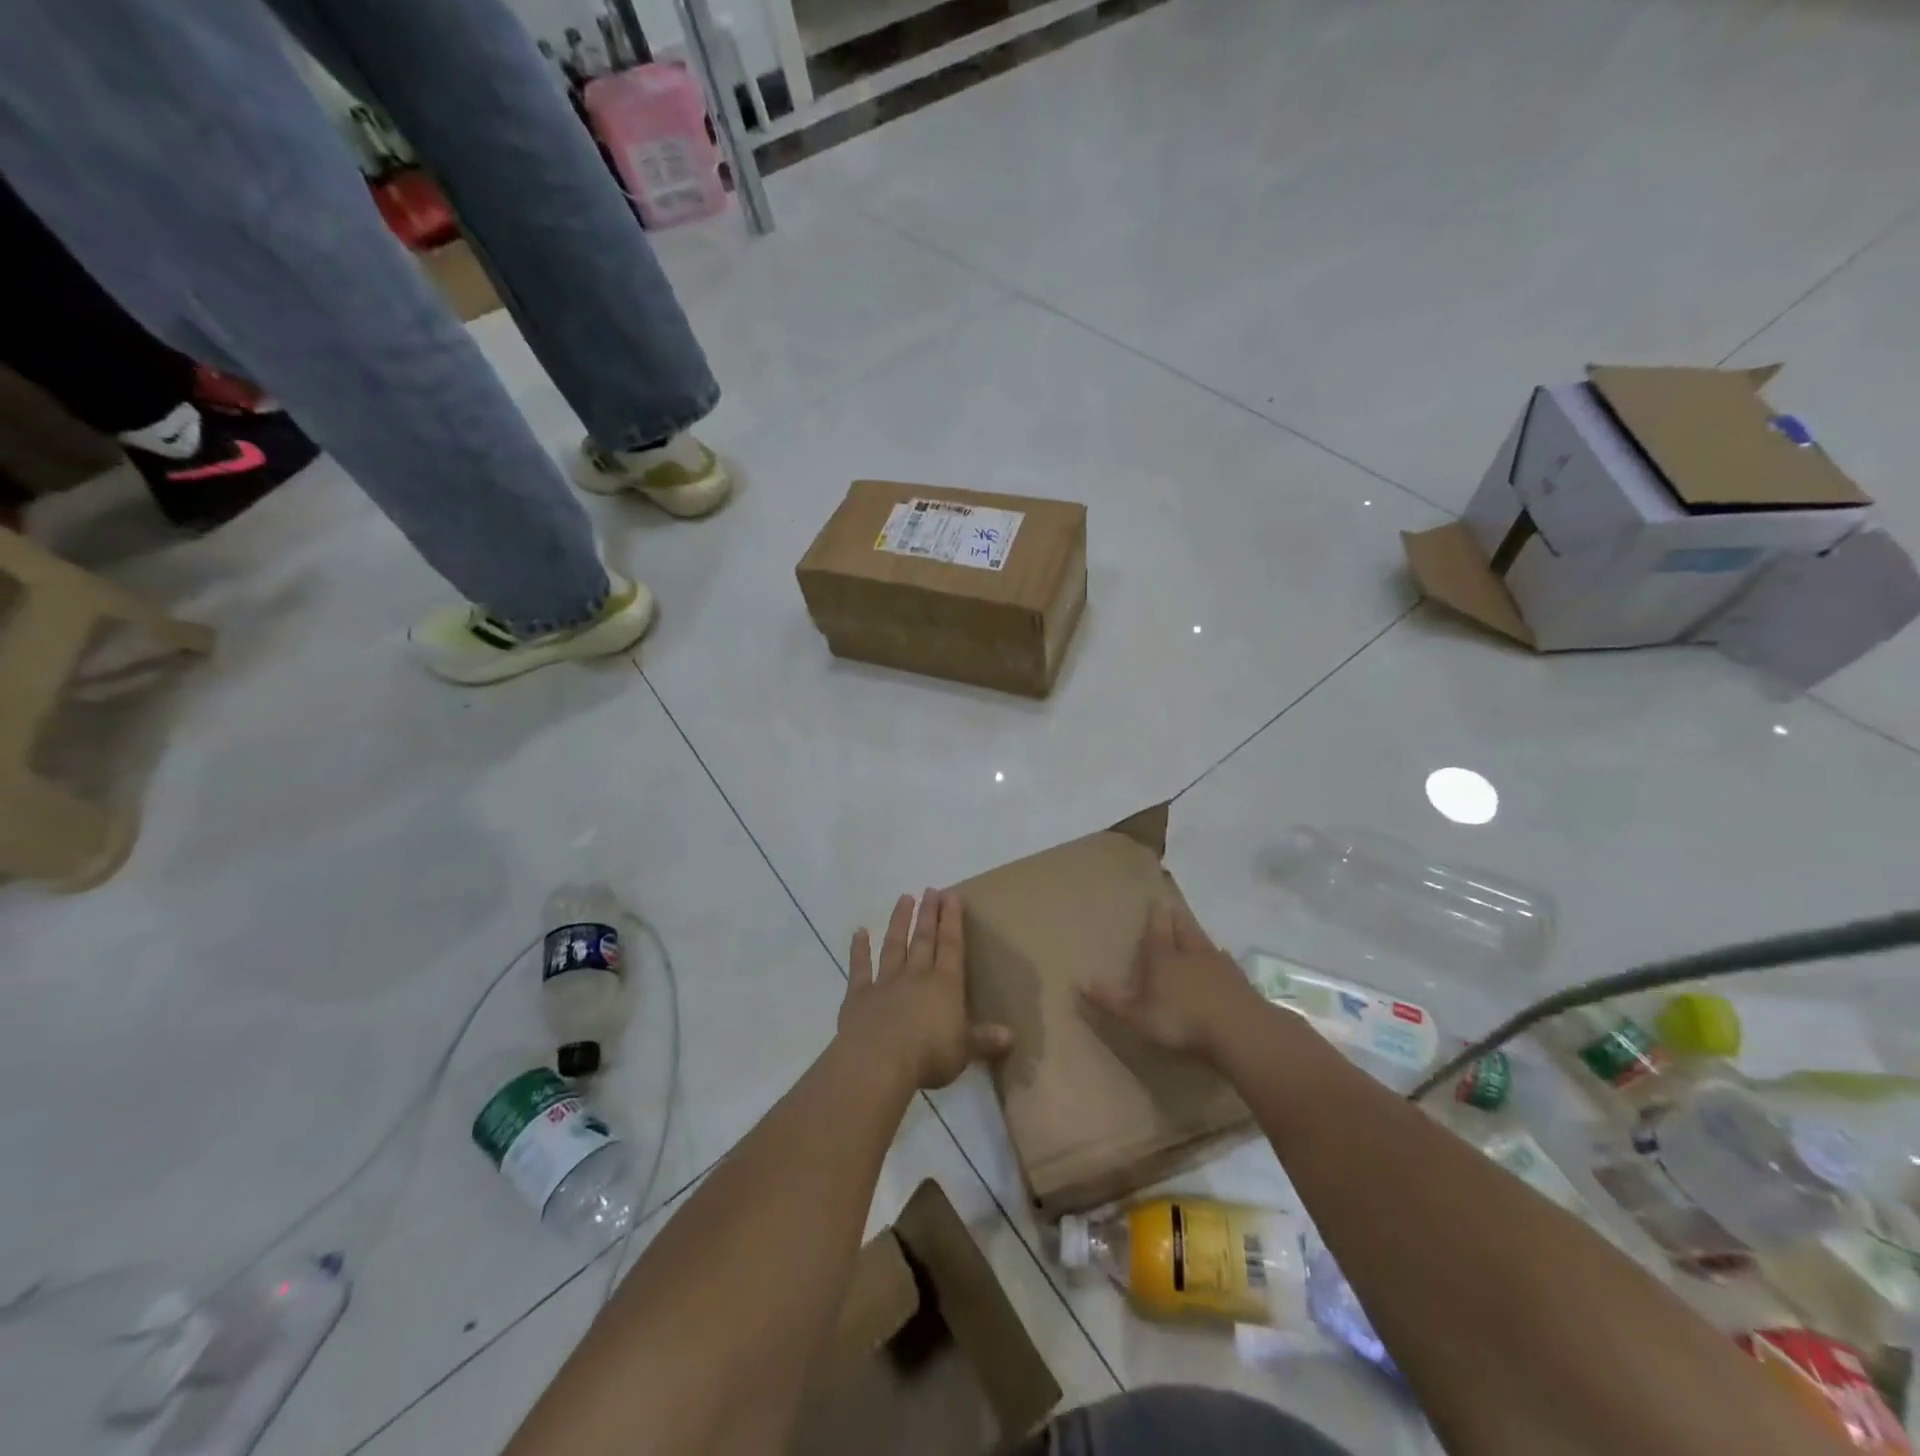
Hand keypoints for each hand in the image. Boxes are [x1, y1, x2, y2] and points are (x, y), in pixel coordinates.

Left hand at [839, 889, 1012, 1091]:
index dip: (952, 920)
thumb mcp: (964, 1052)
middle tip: (931, 889)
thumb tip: (1011, 1036)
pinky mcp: (859, 996)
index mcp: (945, 985)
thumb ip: (985, 1040)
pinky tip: (859, 932)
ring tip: (904, 898)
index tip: (951, 895)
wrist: (878, 1062)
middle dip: (929, 913)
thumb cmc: (928, 1057)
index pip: (951, 946)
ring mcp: (885, 982)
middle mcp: (916, 976)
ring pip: (894, 945)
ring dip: (899, 922)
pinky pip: (860, 968)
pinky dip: (859, 949)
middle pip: (924, 938)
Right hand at [1080, 900, 1263, 1063]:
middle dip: (1176, 918)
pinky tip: (1220, 961)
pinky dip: (1219, 958)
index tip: (1155, 900)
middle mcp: (1191, 953)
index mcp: (1164, 957)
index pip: (1158, 929)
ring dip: (1197, 935)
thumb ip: (1112, 1002)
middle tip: (1172, 907)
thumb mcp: (1139, 1017)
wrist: (1241, 1030)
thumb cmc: (1183, 1021)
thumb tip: (1081, 984)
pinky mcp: (1240, 981)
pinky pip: (1225, 961)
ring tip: (1193, 931)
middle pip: (1183, 928)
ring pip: (1205, 941)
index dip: (1155, 915)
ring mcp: (1219, 965)